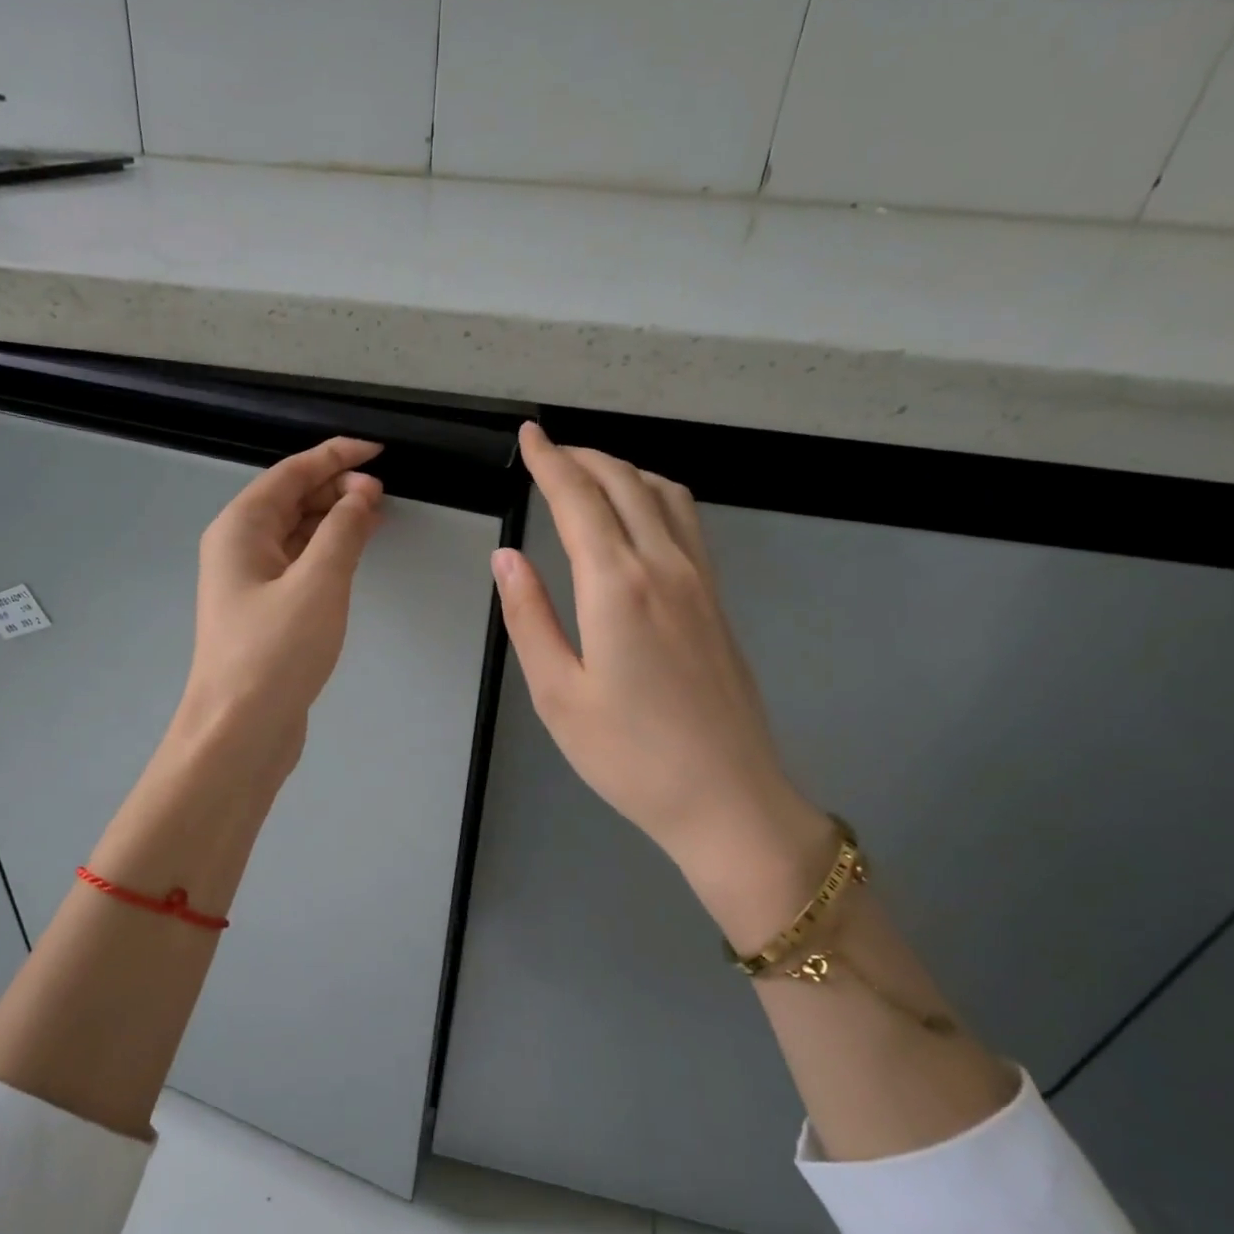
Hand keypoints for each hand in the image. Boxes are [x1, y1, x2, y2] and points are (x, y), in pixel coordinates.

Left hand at [175, 436, 384, 769]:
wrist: (240, 731)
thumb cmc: (275, 652)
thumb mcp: (318, 583)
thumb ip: (343, 531)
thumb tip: (361, 493)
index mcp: (240, 529)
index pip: (291, 473)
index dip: (335, 456)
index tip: (377, 449)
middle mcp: (239, 548)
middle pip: (290, 499)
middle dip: (336, 488)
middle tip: (383, 491)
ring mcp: (250, 582)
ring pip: (296, 533)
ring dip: (334, 519)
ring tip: (376, 514)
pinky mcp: (265, 612)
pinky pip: (299, 564)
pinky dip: (327, 552)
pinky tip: (353, 553)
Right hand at [492, 423, 834, 947]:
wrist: (726, 798)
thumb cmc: (629, 756)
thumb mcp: (557, 694)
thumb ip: (529, 617)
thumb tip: (506, 557)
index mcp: (616, 588)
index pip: (578, 500)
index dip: (549, 461)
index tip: (529, 436)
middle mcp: (663, 567)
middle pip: (624, 484)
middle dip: (583, 457)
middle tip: (549, 450)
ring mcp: (699, 580)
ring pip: (662, 494)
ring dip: (622, 469)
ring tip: (588, 473)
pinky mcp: (716, 599)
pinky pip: (687, 520)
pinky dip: (655, 493)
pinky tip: (640, 510)